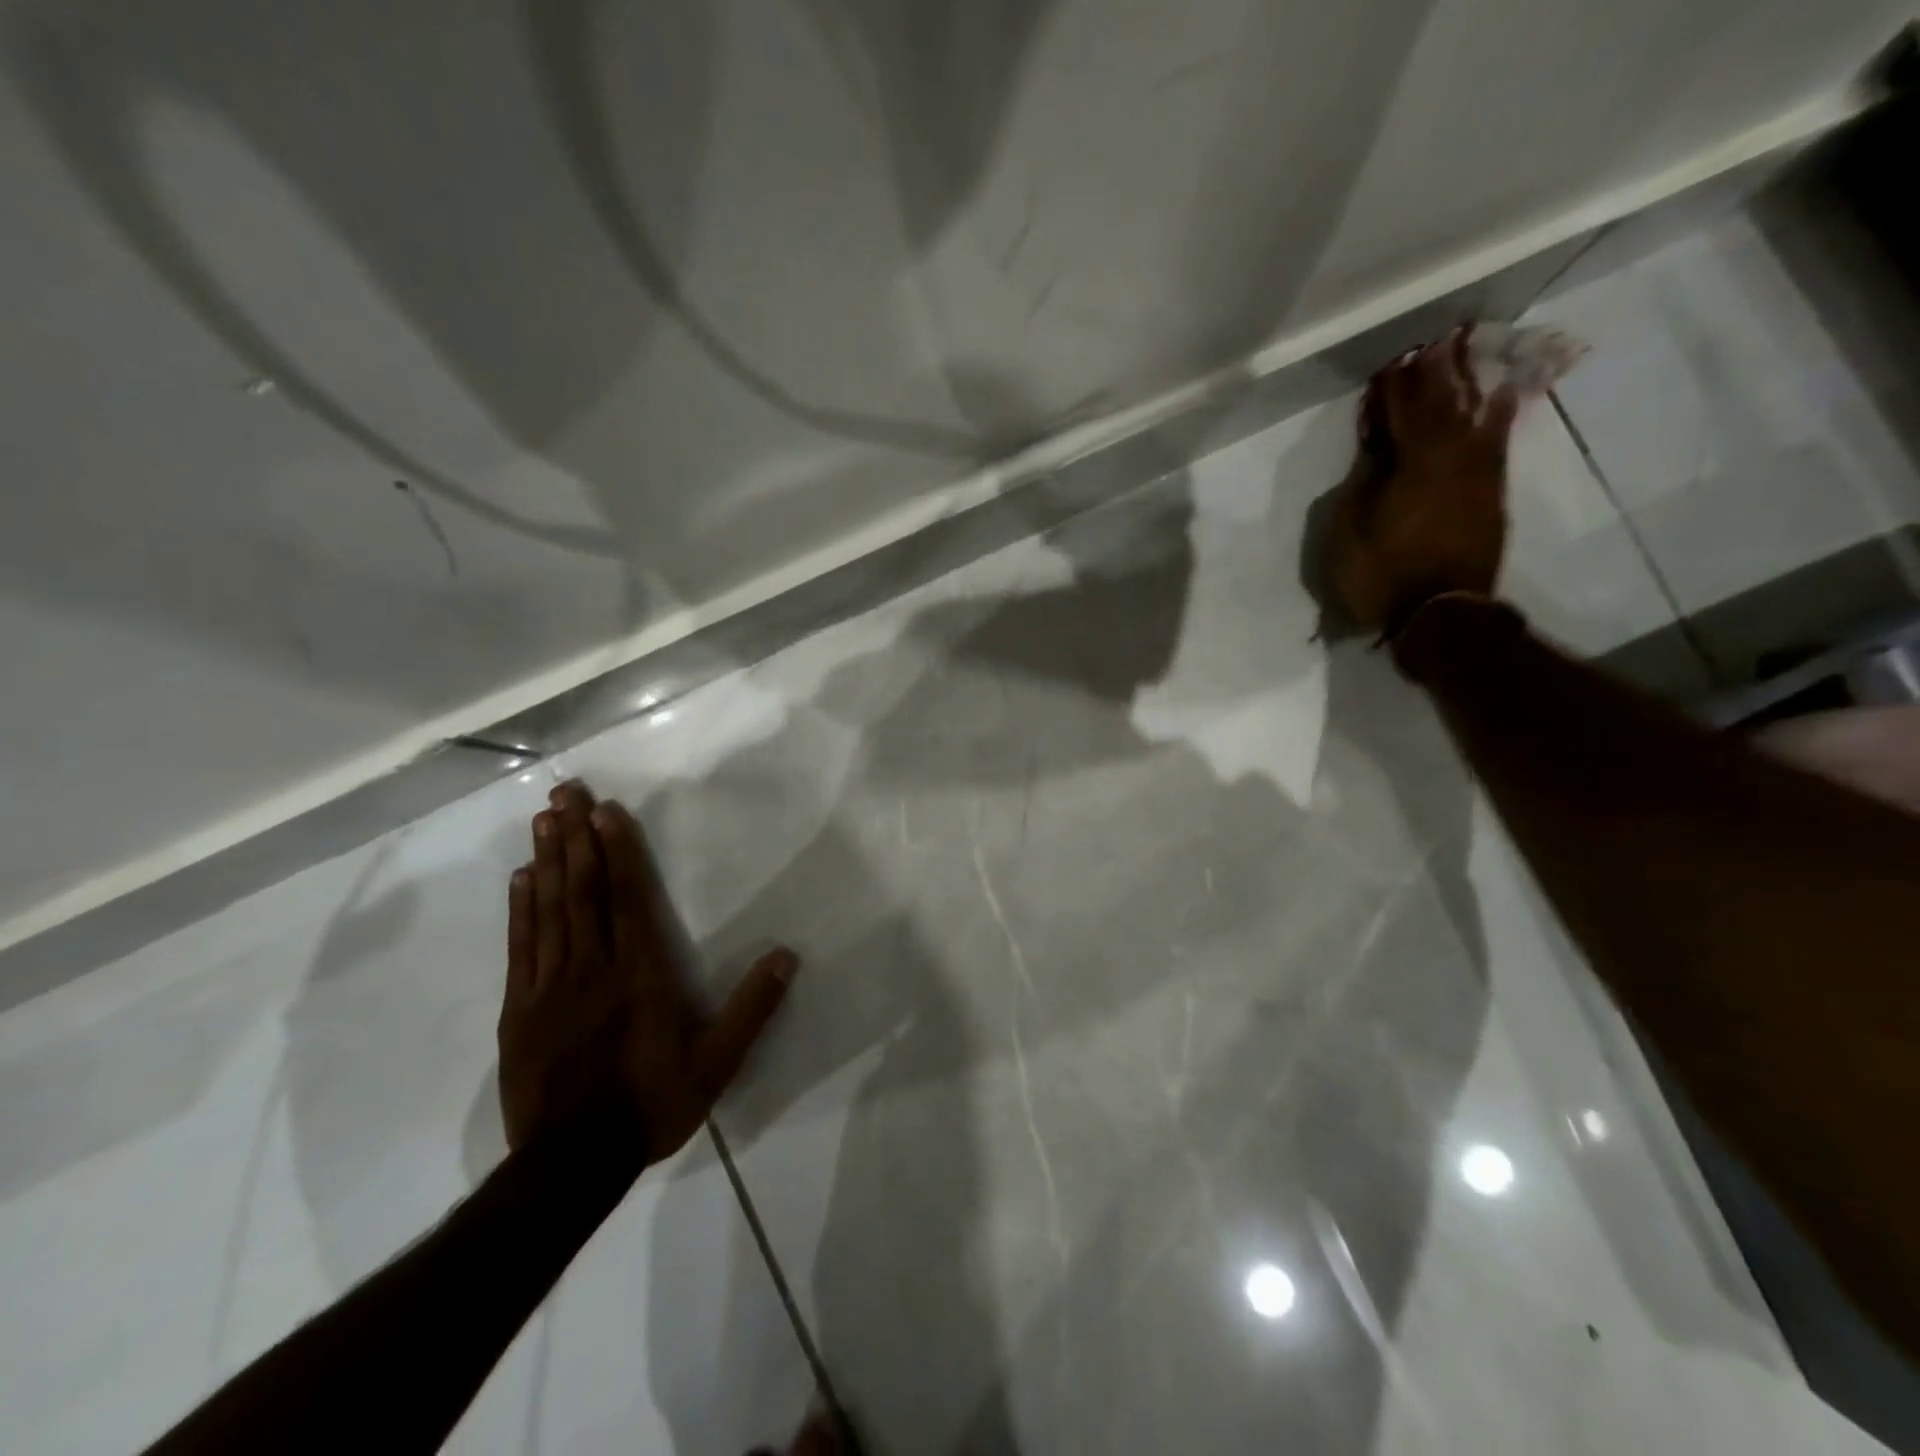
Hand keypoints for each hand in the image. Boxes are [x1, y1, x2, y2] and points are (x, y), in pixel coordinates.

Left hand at [498, 781, 796, 1160]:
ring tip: (544, 818)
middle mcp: (593, 969)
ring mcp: (549, 987)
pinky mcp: (519, 1010)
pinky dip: (521, 908)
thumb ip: (751, 1009)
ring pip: (550, 911)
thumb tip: (787, 956)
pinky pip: (520, 947)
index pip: (627, 900)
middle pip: (583, 892)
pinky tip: (521, 878)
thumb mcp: (717, 1064)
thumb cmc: (651, 1105)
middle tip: (566, 792)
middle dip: (576, 838)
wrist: (570, 1165)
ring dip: (548, 860)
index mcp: (640, 976)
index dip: (618, 852)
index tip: (605, 812)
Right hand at [1322, 327, 1519, 635]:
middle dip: (1439, 374)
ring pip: (1476, 417)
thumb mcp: (1349, 530)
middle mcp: (1454, 458)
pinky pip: (1496, 443)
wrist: (1438, 616)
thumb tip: (1380, 449)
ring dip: (1470, 385)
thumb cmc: (1380, 575)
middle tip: (1438, 343)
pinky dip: (1497, 416)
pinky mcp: (1491, 497)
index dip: (1397, 387)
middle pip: (1446, 405)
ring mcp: (1479, 477)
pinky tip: (1499, 398)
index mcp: (1415, 463)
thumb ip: (1364, 481)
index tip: (1392, 363)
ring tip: (1469, 355)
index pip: (1404, 412)